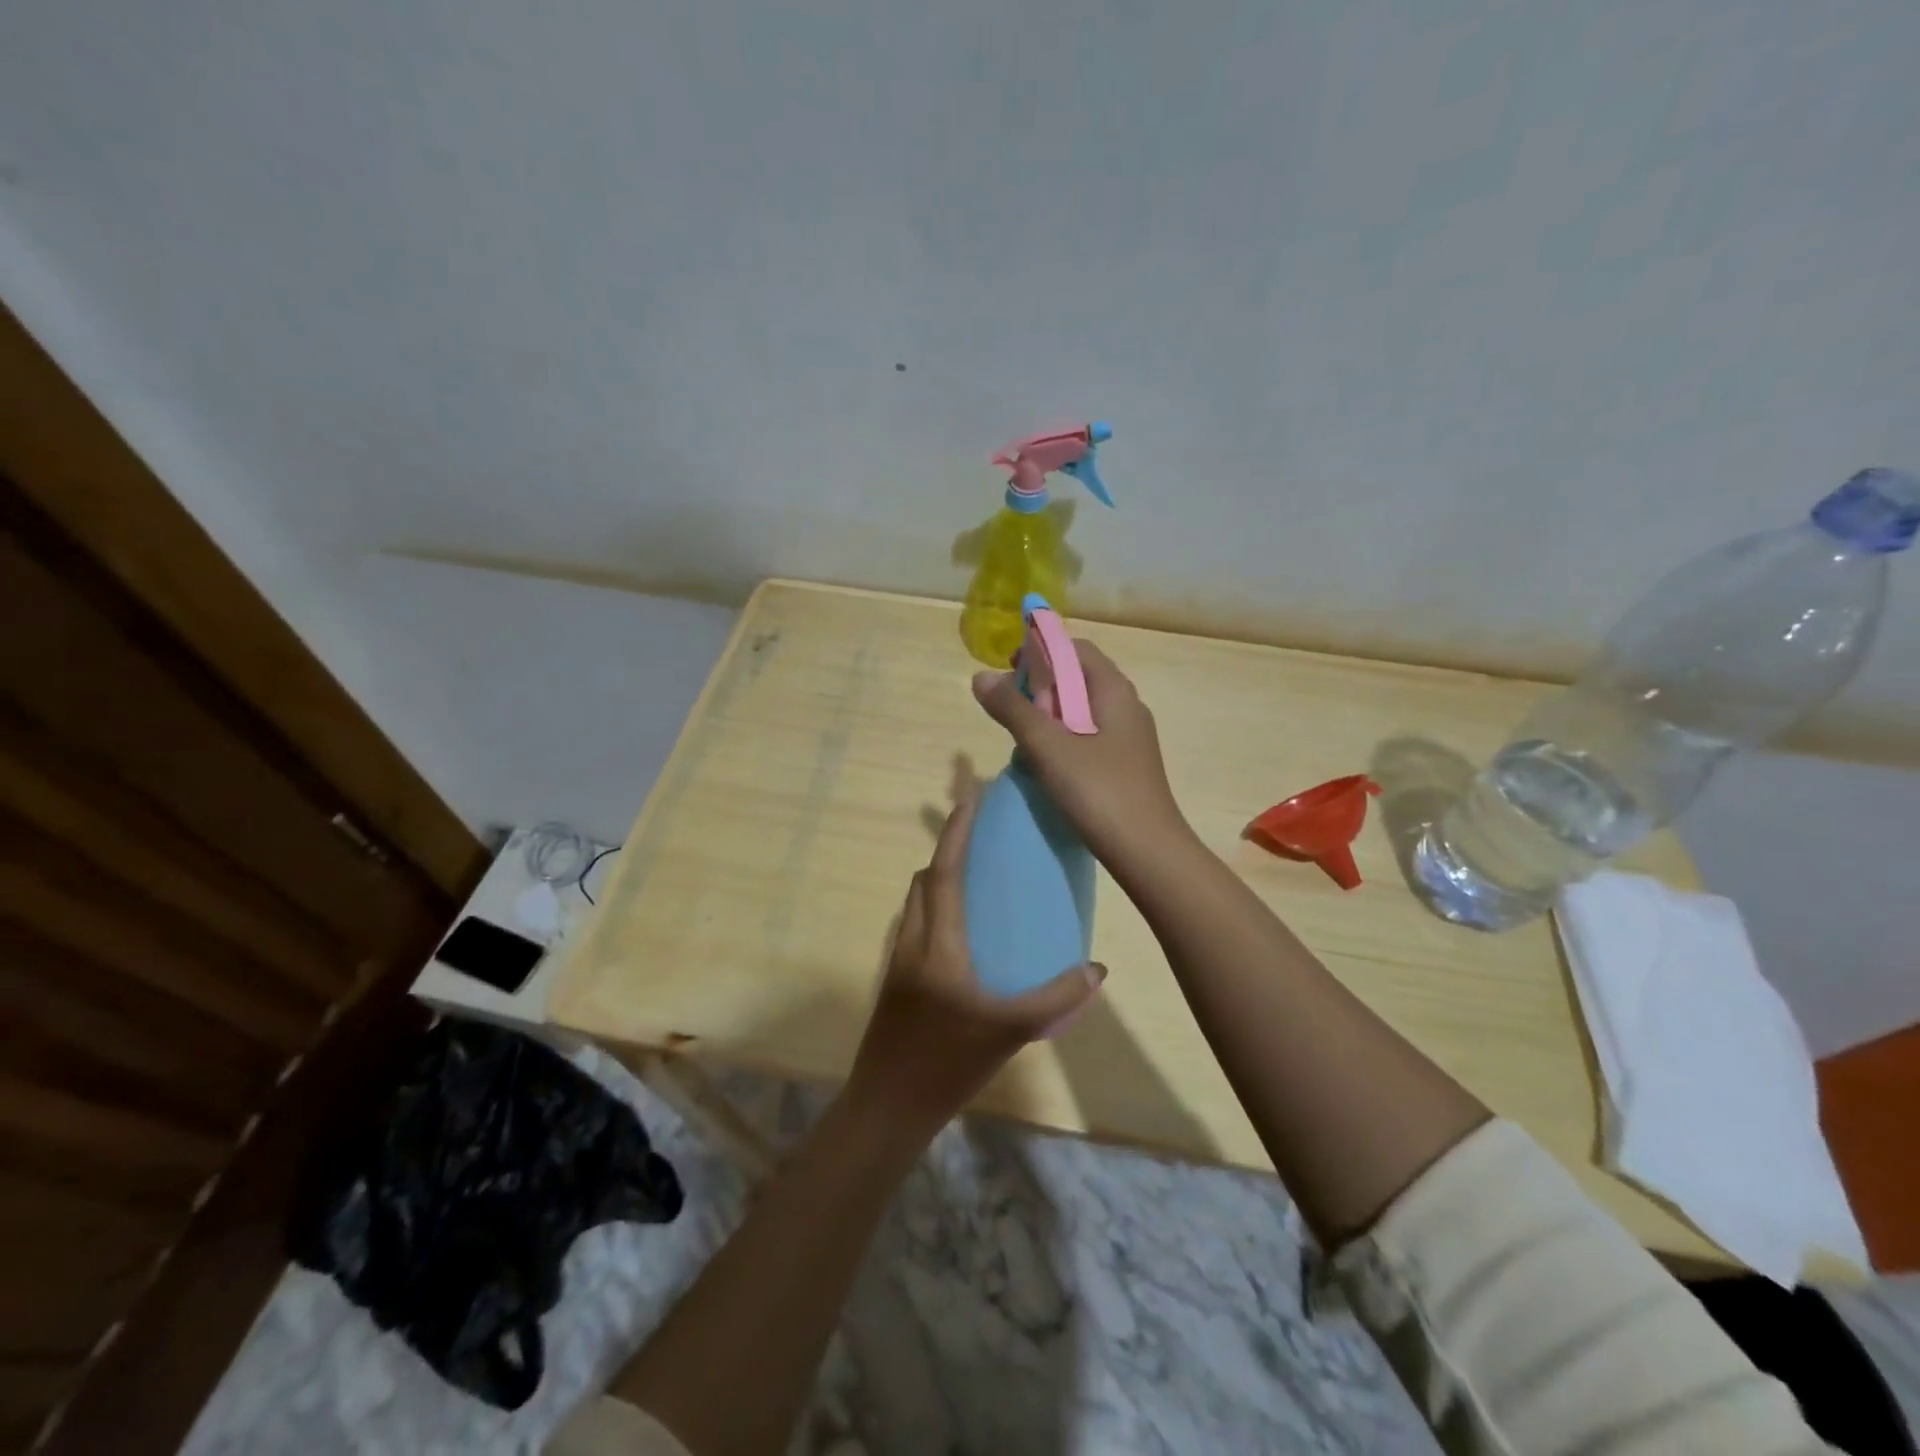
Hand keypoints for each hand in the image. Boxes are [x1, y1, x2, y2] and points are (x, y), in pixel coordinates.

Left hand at [848, 791, 1105, 1137]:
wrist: (888, 1107)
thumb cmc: (947, 1063)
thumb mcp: (1010, 1031)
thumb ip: (1056, 997)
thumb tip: (1096, 969)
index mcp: (938, 945)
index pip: (944, 874)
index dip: (955, 834)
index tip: (968, 800)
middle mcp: (912, 942)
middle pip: (923, 881)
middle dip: (946, 852)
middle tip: (980, 841)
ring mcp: (898, 961)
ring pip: (915, 904)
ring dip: (937, 881)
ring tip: (973, 882)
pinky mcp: (894, 981)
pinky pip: (914, 927)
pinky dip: (934, 911)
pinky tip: (961, 935)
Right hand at [972, 640, 1190, 868]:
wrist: (1147, 851)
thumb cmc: (1099, 790)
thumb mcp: (1047, 746)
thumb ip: (1013, 709)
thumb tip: (980, 677)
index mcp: (1114, 691)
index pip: (1076, 649)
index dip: (1041, 650)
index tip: (1008, 667)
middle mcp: (1127, 706)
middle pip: (1079, 677)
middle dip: (1041, 683)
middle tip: (1008, 703)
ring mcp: (1129, 738)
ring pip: (1082, 710)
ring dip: (1049, 713)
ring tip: (1020, 733)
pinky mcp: (1125, 764)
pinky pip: (1089, 736)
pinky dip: (1063, 737)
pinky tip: (1045, 762)